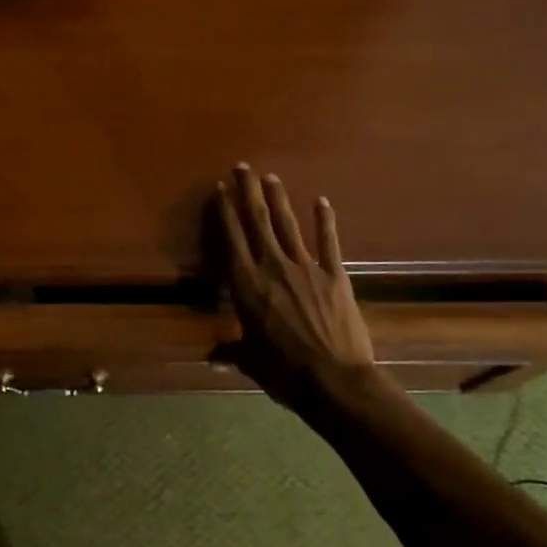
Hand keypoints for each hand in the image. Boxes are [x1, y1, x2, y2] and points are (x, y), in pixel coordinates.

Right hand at [215, 163, 374, 406]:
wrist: (334, 380)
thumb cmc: (284, 371)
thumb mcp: (251, 362)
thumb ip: (231, 353)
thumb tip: (211, 359)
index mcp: (246, 285)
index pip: (231, 240)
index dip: (225, 212)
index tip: (220, 188)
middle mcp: (272, 268)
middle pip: (257, 222)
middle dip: (248, 192)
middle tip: (243, 166)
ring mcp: (306, 268)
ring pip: (288, 226)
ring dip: (278, 200)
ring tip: (270, 177)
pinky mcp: (335, 276)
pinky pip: (328, 242)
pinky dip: (325, 221)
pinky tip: (321, 201)